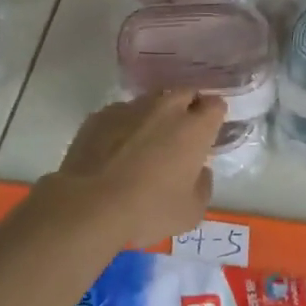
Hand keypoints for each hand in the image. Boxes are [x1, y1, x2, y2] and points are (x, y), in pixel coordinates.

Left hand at [37, 91, 226, 243]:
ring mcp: (129, 108)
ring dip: (154, 115)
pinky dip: (124, 126)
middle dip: (187, 107)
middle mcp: (165, 108)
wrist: (89, 205)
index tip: (208, 134)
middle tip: (180, 134)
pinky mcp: (100, 115)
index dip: (214, 118)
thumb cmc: (149, 210)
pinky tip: (115, 150)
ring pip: (151, 101)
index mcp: (194, 128)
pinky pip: (121, 114)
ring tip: (145, 142)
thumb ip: (203, 185)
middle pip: (185, 93)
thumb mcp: (191, 212)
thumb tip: (199, 171)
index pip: (216, 105)